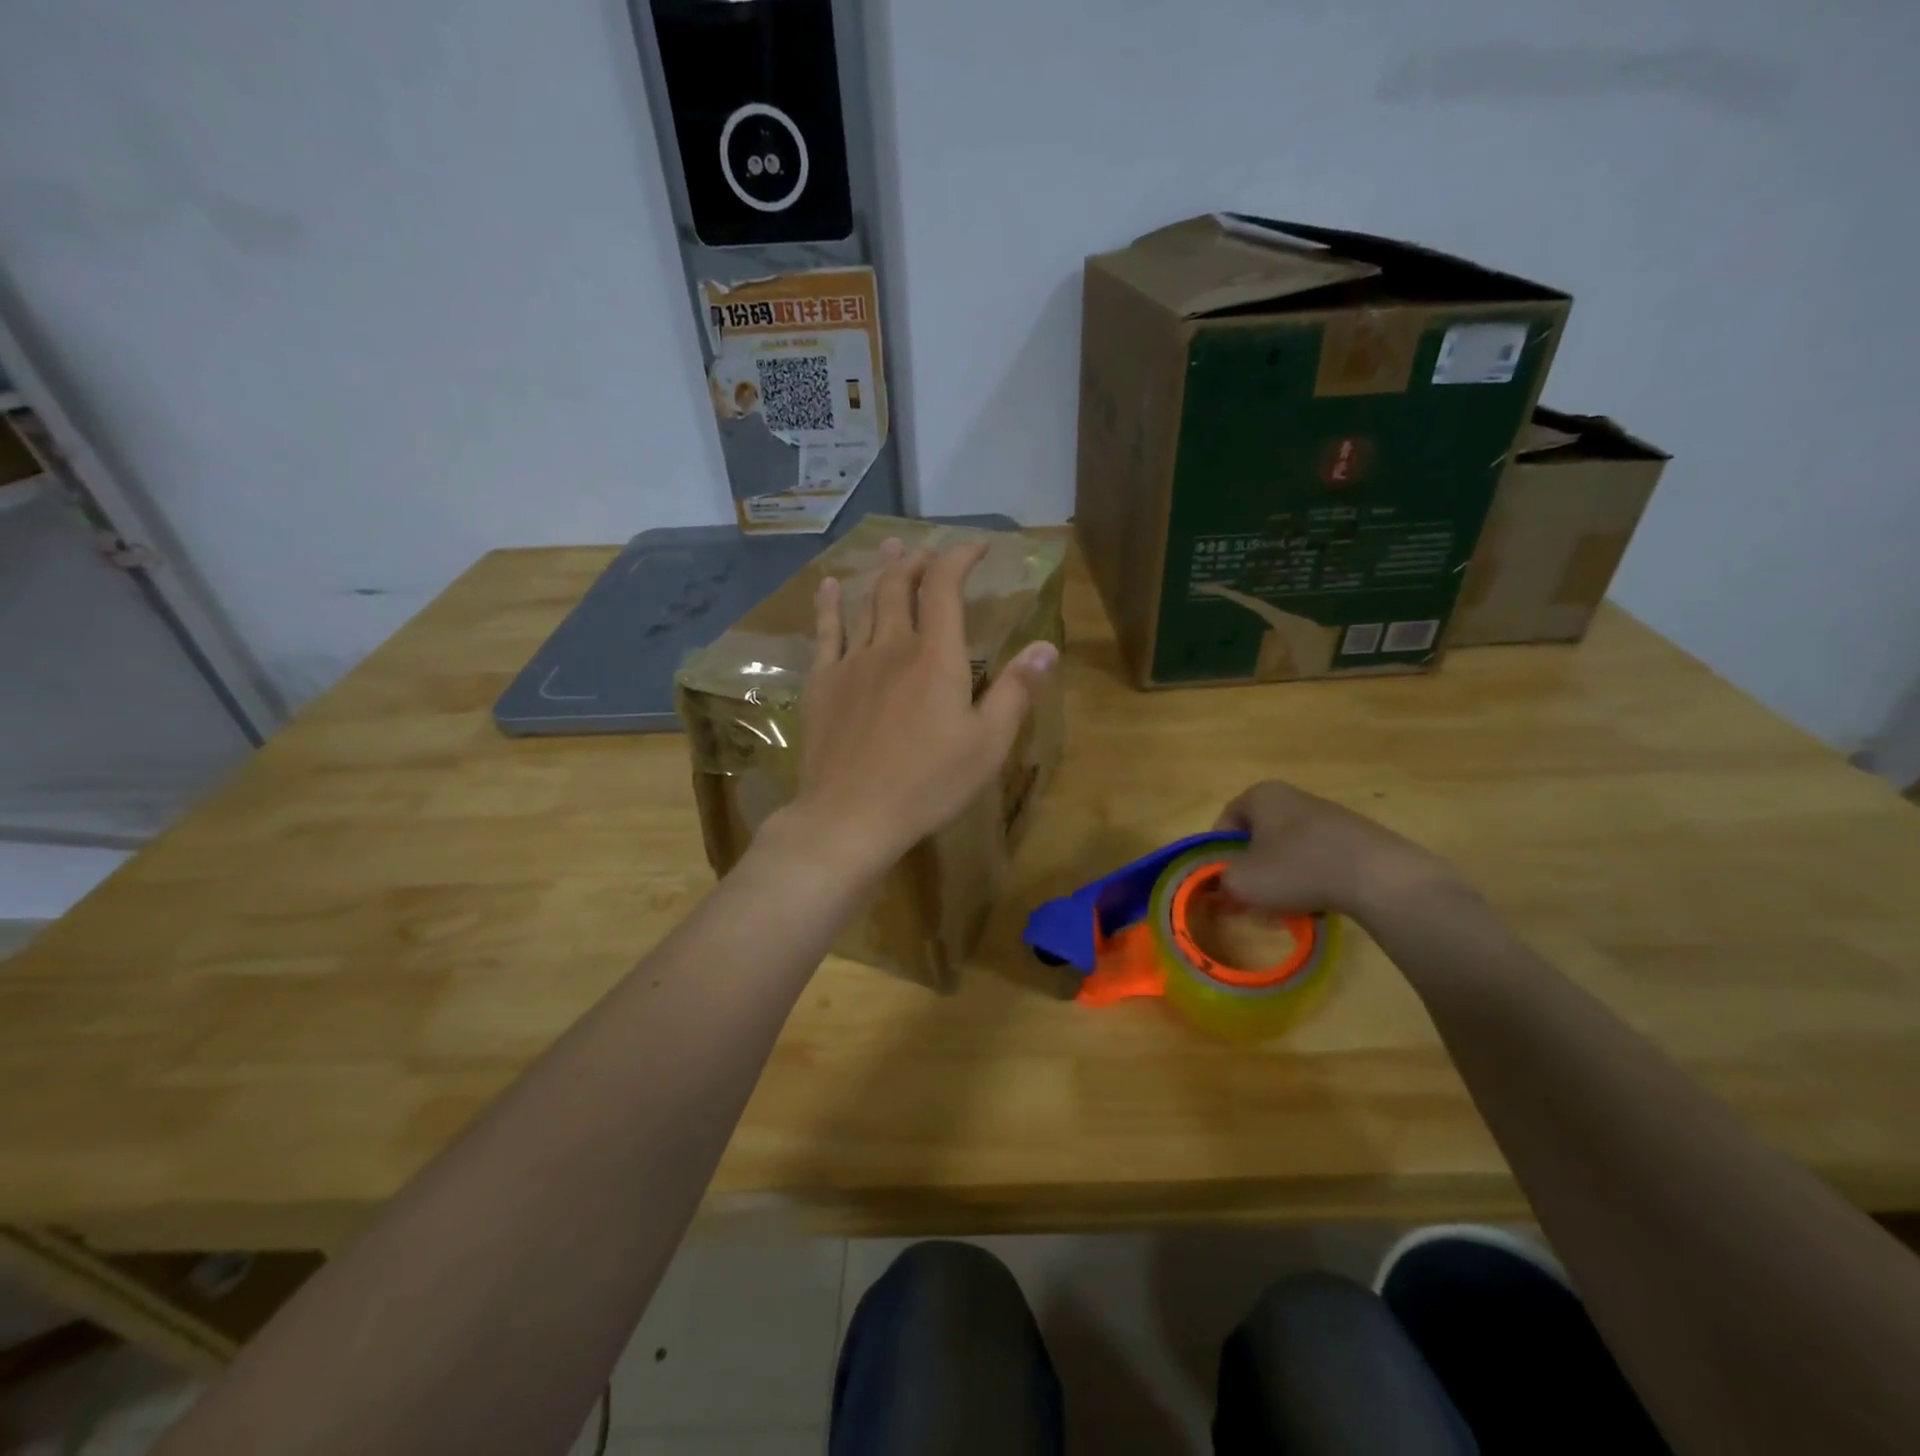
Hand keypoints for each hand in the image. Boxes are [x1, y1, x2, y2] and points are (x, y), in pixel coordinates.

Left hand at [781, 537, 1057, 881]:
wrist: (850, 814)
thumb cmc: (928, 783)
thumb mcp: (987, 744)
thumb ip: (1016, 691)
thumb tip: (1046, 646)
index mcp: (935, 657)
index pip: (946, 588)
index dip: (960, 558)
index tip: (976, 547)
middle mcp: (892, 646)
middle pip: (902, 587)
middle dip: (918, 562)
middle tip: (927, 549)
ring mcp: (851, 663)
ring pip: (866, 604)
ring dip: (881, 573)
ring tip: (889, 549)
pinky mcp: (822, 684)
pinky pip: (825, 633)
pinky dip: (829, 605)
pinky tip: (829, 586)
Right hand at [1213, 780, 1458, 921]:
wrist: (1379, 877)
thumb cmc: (1297, 868)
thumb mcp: (1242, 881)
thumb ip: (1221, 882)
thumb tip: (1223, 886)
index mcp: (1262, 795)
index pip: (1225, 822)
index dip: (1217, 855)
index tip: (1222, 883)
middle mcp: (1294, 797)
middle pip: (1258, 838)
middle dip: (1252, 872)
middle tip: (1250, 901)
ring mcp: (1329, 817)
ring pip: (1288, 852)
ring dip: (1280, 881)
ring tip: (1284, 911)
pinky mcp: (1356, 839)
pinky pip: (1319, 860)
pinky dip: (1311, 882)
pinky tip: (1315, 906)